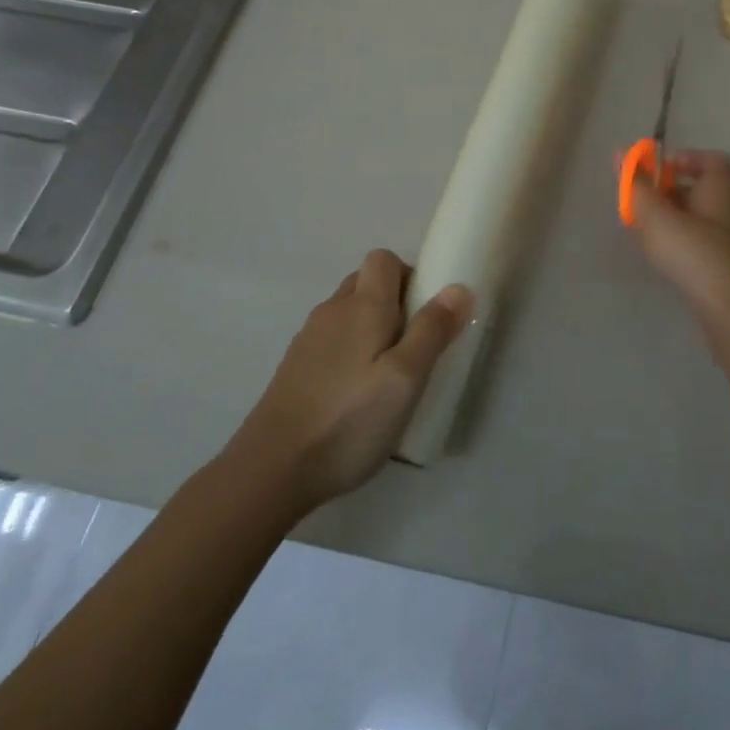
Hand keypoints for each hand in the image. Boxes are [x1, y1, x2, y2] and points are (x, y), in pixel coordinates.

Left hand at [228, 250, 469, 513]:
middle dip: (394, 302)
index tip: (426, 313)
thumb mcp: (406, 379)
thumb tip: (458, 287)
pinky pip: (332, 341)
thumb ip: (432, 330)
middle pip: (365, 283)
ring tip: (388, 376)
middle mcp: (332, 312)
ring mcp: (308, 339)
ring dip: (372, 329)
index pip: (383, 259)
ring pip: (348, 313)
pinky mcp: (295, 368)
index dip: (409, 276)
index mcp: (362, 306)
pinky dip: (350, 353)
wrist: (271, 470)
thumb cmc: (349, 421)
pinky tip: (356, 395)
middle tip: (413, 346)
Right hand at [629, 150, 729, 342]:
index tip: (655, 170)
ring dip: (670, 223)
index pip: (710, 161)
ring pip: (698, 221)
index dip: (683, 160)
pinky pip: (700, 247)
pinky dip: (679, 246)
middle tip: (638, 205)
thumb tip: (619, 153)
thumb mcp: (658, 218)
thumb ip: (637, 187)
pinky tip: (661, 260)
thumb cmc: (697, 255)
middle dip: (667, 194)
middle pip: (699, 191)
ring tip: (642, 235)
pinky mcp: (729, 270)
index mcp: (721, 189)